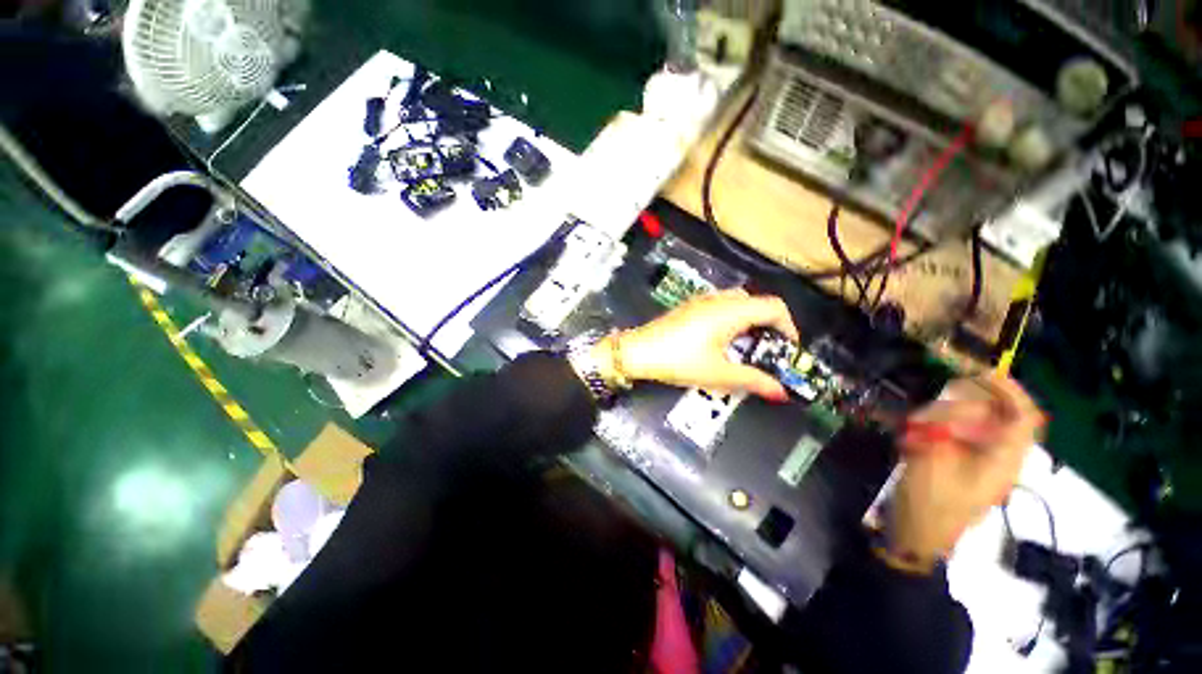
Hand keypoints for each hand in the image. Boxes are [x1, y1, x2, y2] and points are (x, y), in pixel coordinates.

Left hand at [591, 289, 799, 400]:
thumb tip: (781, 392)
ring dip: (749, 320)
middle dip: (768, 325)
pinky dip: (732, 318)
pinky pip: (720, 305)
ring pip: (737, 302)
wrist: (637, 351)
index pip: (773, 307)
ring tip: (746, 347)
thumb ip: (753, 380)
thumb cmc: (678, 361)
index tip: (787, 350)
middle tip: (767, 350)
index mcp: (730, 311)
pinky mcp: (689, 306)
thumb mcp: (718, 374)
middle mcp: (718, 299)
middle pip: (756, 302)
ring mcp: (701, 300)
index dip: (788, 327)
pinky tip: (722, 341)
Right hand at [884, 375, 1045, 571]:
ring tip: (918, 427)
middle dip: (968, 403)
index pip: (1025, 417)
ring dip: (945, 417)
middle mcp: (998, 456)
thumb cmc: (929, 502)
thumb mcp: (934, 460)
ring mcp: (979, 461)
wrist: (917, 536)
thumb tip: (952, 398)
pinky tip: (915, 436)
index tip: (980, 371)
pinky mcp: (960, 464)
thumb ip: (945, 426)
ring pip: (972, 423)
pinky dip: (934, 427)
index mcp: (1003, 459)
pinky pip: (954, 434)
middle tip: (936, 403)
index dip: (1010, 390)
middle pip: (999, 416)